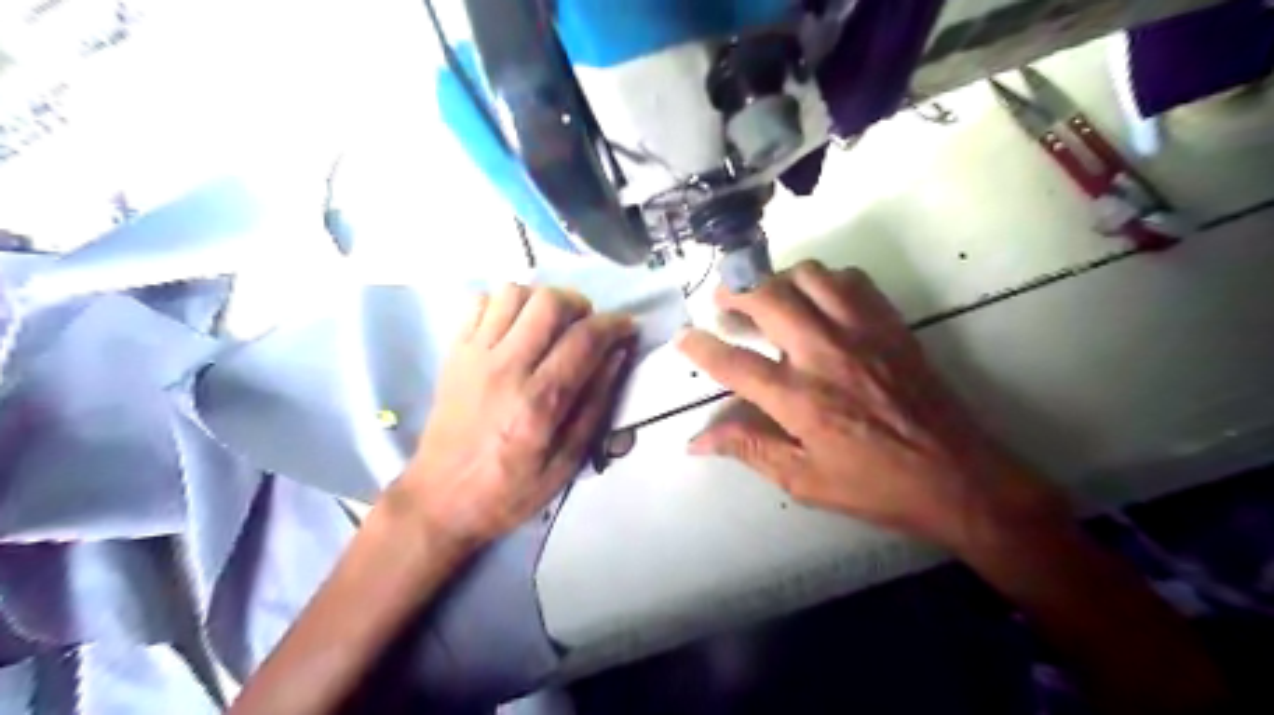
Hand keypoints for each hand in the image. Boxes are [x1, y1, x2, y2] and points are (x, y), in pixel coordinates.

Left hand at [391, 285, 634, 551]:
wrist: (439, 500)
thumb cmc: (509, 490)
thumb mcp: (566, 463)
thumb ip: (594, 405)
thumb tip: (617, 356)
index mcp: (539, 401)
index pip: (585, 338)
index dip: (615, 324)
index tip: (627, 327)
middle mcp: (506, 368)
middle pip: (549, 302)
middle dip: (579, 304)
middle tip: (586, 326)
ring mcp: (474, 356)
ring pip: (513, 293)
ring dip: (540, 301)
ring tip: (550, 325)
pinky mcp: (453, 353)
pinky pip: (478, 303)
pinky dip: (503, 304)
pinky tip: (514, 328)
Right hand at [676, 260, 1066, 547]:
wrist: (958, 476)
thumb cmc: (875, 485)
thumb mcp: (804, 480)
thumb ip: (749, 449)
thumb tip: (695, 441)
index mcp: (800, 399)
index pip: (734, 364)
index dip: (700, 347)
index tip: (682, 336)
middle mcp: (825, 354)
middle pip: (768, 300)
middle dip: (736, 293)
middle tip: (723, 300)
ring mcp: (862, 333)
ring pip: (810, 277)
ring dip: (780, 279)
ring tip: (768, 294)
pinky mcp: (890, 325)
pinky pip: (852, 281)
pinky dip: (826, 280)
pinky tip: (819, 298)